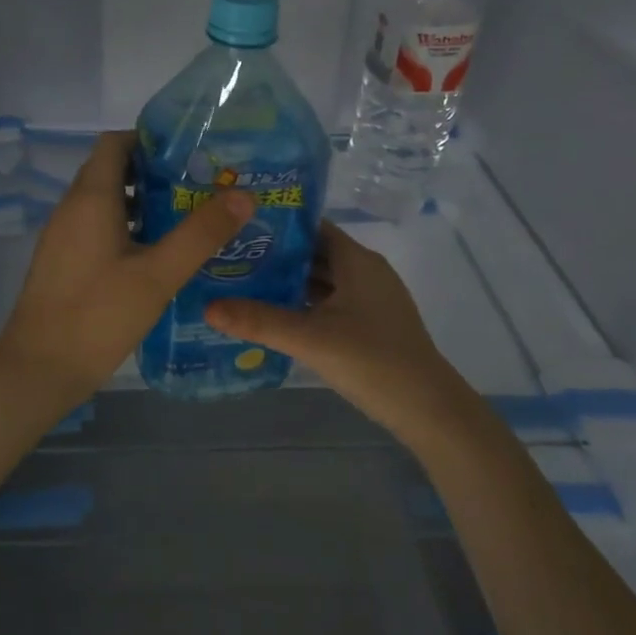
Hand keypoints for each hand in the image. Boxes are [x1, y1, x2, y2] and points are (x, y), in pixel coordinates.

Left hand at [0, 131, 253, 412]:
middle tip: (200, 185)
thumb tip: (243, 195)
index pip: (115, 142)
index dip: (150, 139)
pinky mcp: (63, 262)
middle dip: (154, 171)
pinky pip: (96, 227)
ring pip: (105, 201)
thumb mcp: (158, 275)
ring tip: (187, 216)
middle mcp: (72, 208)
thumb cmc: (98, 315)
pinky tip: (157, 254)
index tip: (191, 152)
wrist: (38, 369)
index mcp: (91, 198)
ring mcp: (63, 236)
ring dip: (142, 201)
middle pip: (111, 170)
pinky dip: (126, 227)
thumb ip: (200, 234)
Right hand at [204, 222, 478, 443]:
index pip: (311, 227)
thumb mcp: (310, 339)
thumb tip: (207, 306)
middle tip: (229, 258)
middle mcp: (365, 271)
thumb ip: (259, 321)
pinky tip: (273, 316)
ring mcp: (370, 299)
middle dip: (275, 256)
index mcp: (356, 260)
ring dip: (287, 283)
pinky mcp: (370, 324)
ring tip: (241, 284)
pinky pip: (329, 303)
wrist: (428, 408)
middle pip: (314, 253)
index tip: (238, 227)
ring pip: (321, 281)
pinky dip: (303, 305)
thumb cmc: (372, 361)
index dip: (277, 225)